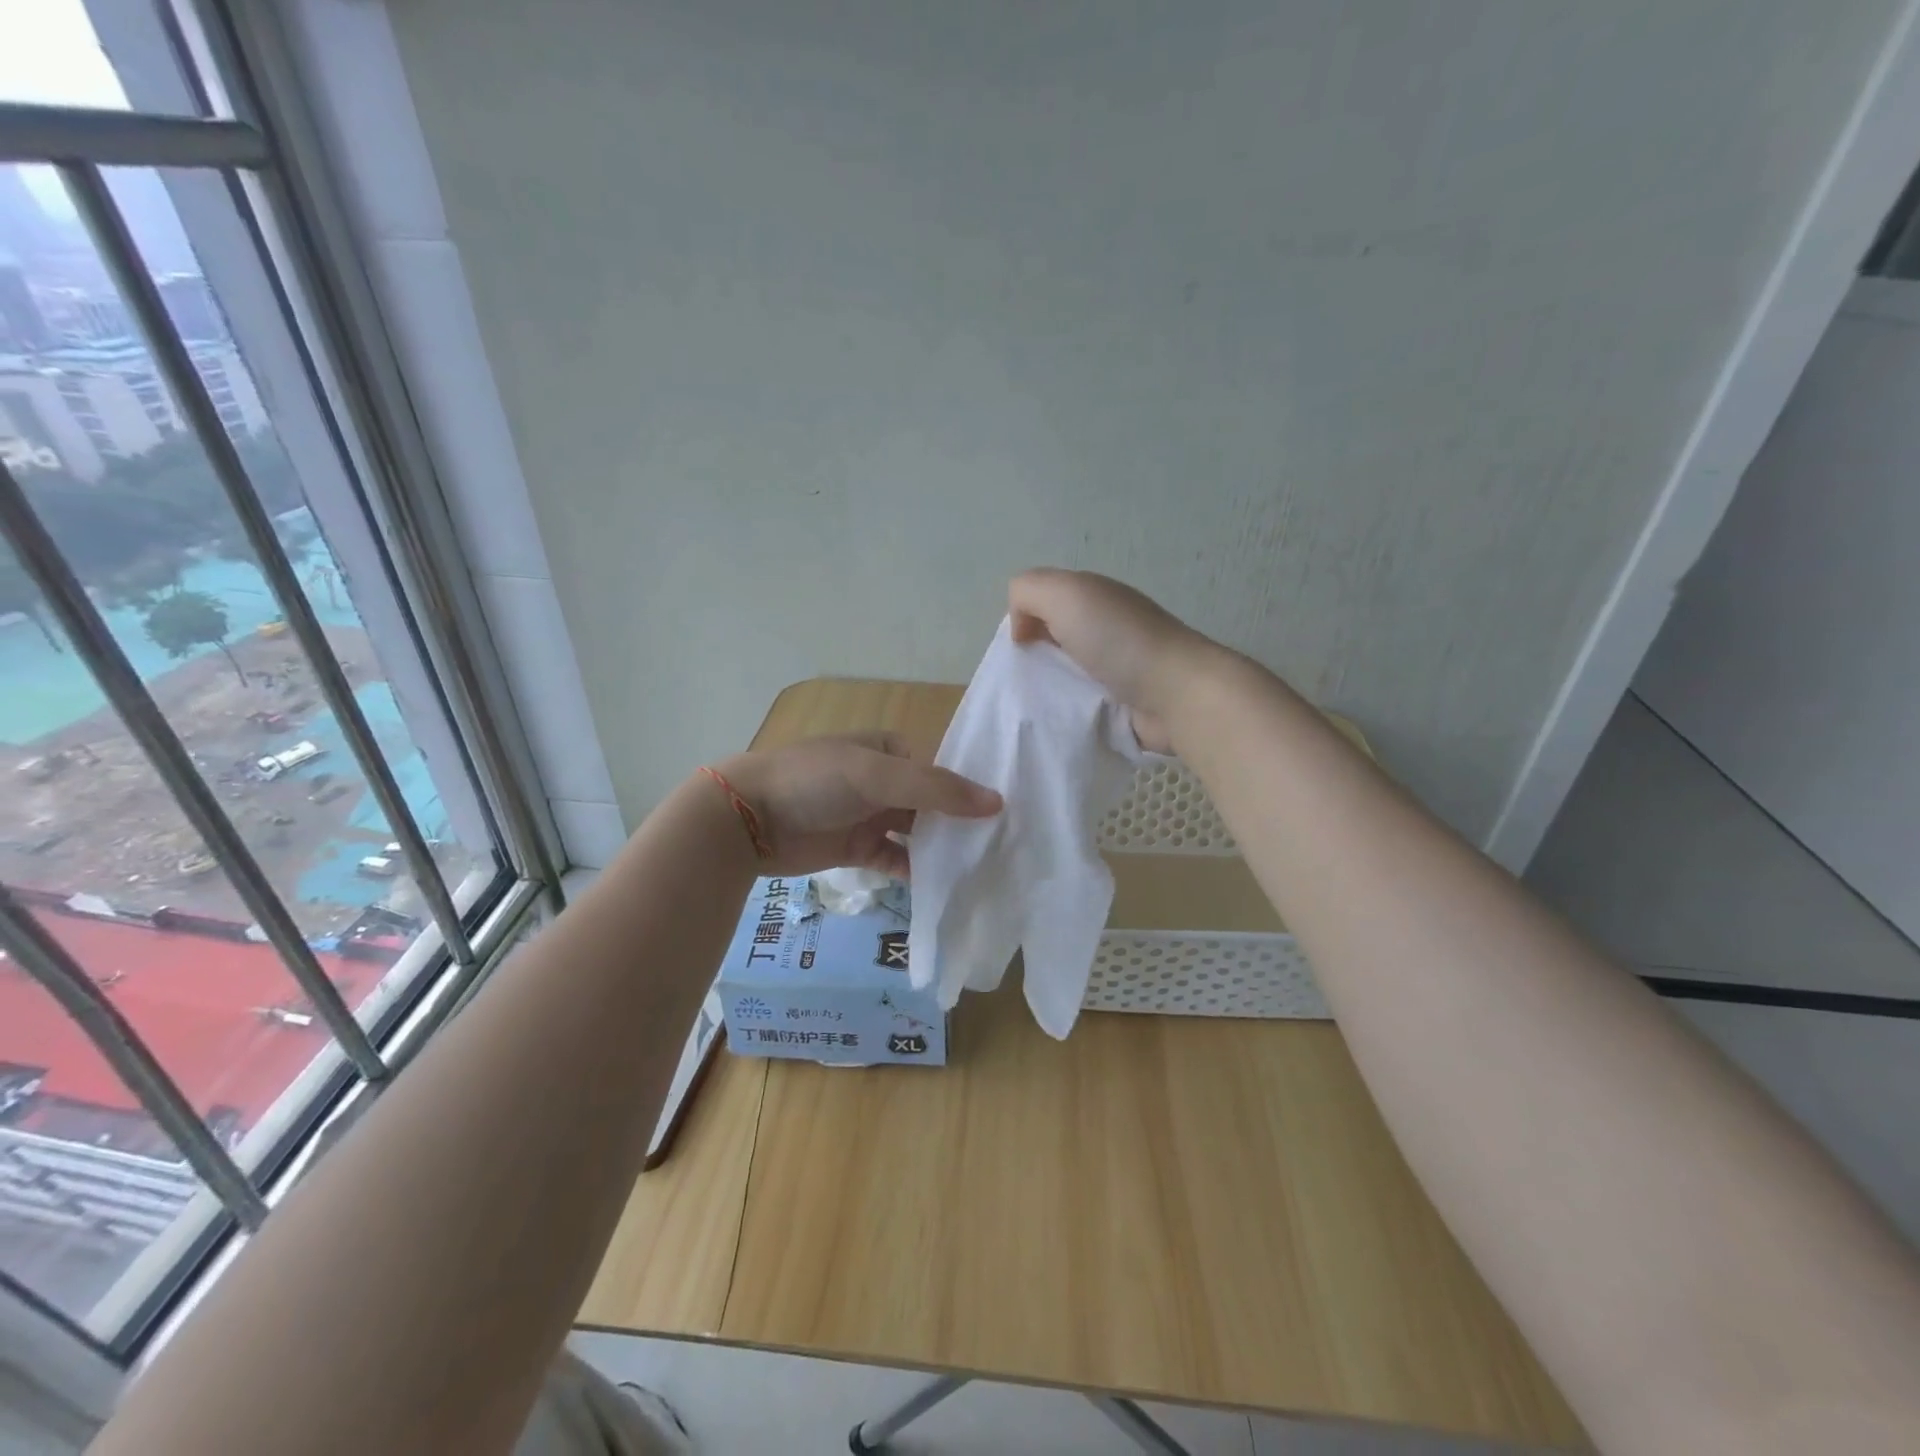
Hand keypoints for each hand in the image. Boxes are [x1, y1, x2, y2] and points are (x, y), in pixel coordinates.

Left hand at [712, 733, 1000, 877]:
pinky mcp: (858, 849)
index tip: (1007, 815)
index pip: (942, 770)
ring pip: (917, 834)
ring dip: (942, 850)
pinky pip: (896, 860)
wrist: (748, 819)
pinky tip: (943, 886)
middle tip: (1003, 849)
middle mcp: (884, 781)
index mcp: (890, 750)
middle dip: (961, 824)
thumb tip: (997, 802)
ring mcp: (870, 816)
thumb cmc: (815, 781)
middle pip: (932, 804)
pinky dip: (917, 872)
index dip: (970, 791)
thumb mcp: (877, 775)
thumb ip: (936, 789)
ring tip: (982, 870)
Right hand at [1008, 568, 1209, 751]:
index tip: (1021, 649)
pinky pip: (1083, 705)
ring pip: (1066, 675)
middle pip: (1053, 641)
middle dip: (1034, 660)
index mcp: (1094, 597)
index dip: (1024, 621)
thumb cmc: (1119, 640)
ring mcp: (1118, 667)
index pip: (1044, 603)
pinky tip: (1062, 722)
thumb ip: (1028, 592)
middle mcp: (1105, 627)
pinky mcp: (1124, 703)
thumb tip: (1021, 628)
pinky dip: (1070, 713)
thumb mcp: (1065, 593)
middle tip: (1026, 683)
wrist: (1177, 694)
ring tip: (1040, 708)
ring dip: (1050, 690)